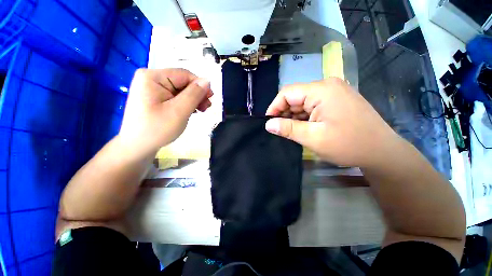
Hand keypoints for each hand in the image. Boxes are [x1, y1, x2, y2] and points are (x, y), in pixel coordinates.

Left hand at [118, 68, 211, 156]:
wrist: (138, 147)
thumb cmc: (157, 129)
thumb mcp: (179, 111)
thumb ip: (194, 94)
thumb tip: (207, 80)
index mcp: (153, 77)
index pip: (185, 75)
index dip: (200, 86)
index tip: (210, 100)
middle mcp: (151, 78)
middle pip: (183, 82)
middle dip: (197, 95)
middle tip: (206, 108)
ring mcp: (152, 89)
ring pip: (181, 90)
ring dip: (193, 100)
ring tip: (200, 111)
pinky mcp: (155, 98)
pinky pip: (175, 97)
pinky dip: (186, 103)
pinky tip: (191, 111)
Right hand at [265, 77, 398, 166]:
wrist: (382, 152)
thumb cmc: (348, 145)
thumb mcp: (313, 138)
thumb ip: (288, 129)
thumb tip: (268, 124)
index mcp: (321, 90)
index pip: (287, 93)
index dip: (274, 107)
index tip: (268, 123)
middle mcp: (327, 86)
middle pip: (295, 97)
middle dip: (284, 113)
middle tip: (279, 130)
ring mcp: (333, 93)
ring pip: (303, 102)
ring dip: (294, 116)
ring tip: (290, 131)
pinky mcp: (336, 101)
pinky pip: (313, 106)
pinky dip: (304, 117)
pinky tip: (303, 128)